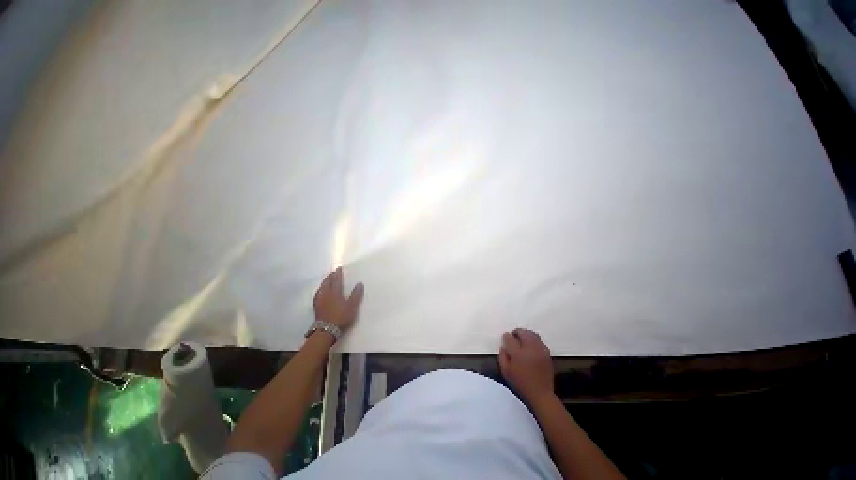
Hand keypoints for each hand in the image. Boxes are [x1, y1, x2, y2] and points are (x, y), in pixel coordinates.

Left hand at [313, 267, 364, 329]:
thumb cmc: (341, 317)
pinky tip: (320, 293)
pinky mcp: (316, 307)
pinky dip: (319, 291)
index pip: (336, 281)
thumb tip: (359, 283)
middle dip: (330, 277)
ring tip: (326, 280)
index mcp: (335, 293)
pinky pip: (317, 295)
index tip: (338, 268)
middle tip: (332, 273)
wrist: (327, 330)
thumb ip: (356, 295)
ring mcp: (320, 301)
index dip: (338, 274)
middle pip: (327, 283)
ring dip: (324, 283)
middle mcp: (326, 295)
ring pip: (321, 288)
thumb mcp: (352, 306)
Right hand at [499, 328, 554, 404]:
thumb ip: (502, 356)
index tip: (505, 339)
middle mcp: (529, 348)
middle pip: (522, 332)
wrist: (540, 394)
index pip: (509, 338)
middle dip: (517, 332)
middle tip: (514, 337)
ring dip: (526, 334)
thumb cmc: (520, 383)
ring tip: (523, 340)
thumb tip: (504, 346)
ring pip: (532, 334)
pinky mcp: (547, 353)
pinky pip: (539, 341)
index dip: (506, 336)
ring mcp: (540, 350)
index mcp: (517, 353)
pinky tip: (531, 347)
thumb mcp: (506, 371)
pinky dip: (534, 340)